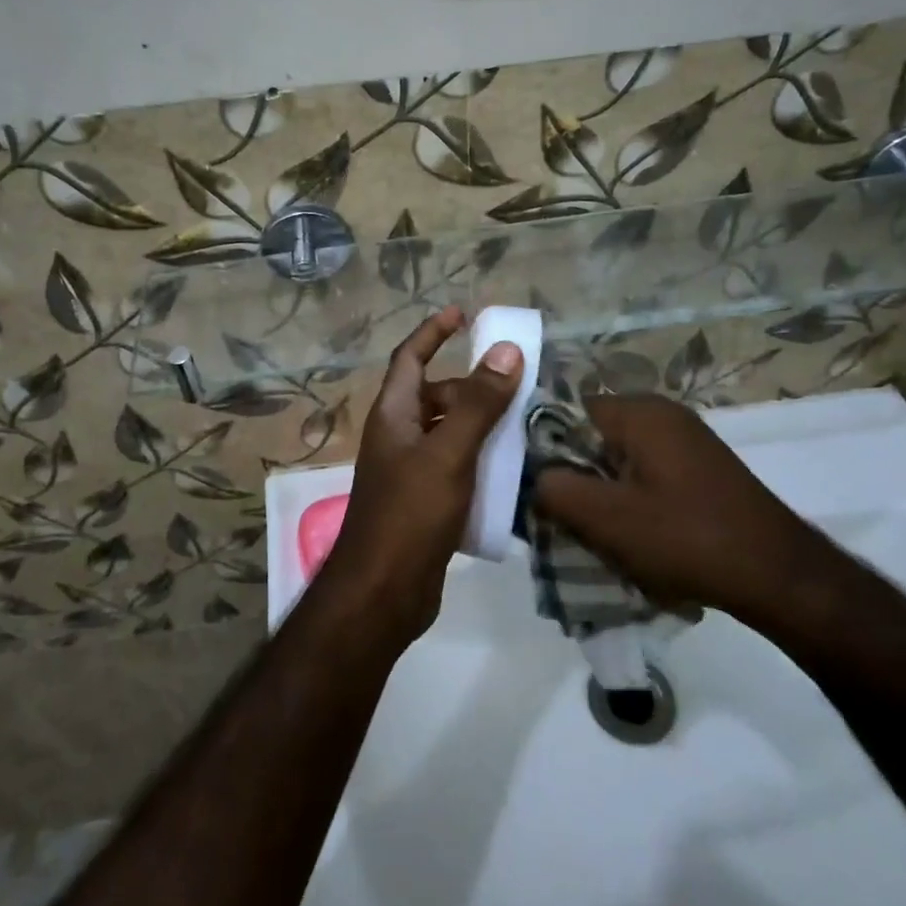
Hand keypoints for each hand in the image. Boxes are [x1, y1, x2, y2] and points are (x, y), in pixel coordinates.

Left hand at [320, 307, 522, 643]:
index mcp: (394, 414)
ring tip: (523, 425)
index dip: (432, 332)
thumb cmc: (409, 514)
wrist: (383, 592)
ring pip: (448, 433)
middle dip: (471, 387)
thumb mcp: (448, 453)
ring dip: (480, 425)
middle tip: (515, 387)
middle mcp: (398, 436)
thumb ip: (478, 404)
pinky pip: (455, 466)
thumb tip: (504, 350)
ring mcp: (410, 471)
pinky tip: (511, 471)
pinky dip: (479, 460)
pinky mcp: (424, 502)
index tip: (462, 314)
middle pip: (435, 396)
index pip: (410, 358)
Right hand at [532, 395, 853, 635]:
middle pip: (593, 436)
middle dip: (575, 474)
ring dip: (603, 492)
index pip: (567, 410)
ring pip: (619, 459)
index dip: (544, 447)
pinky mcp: (700, 467)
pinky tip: (633, 535)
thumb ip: (554, 489)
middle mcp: (662, 413)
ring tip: (596, 531)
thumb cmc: (685, 537)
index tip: (536, 486)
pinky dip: (632, 499)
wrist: (778, 575)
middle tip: (563, 515)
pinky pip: (646, 473)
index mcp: (638, 412)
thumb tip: (533, 479)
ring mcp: (686, 439)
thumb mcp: (605, 518)